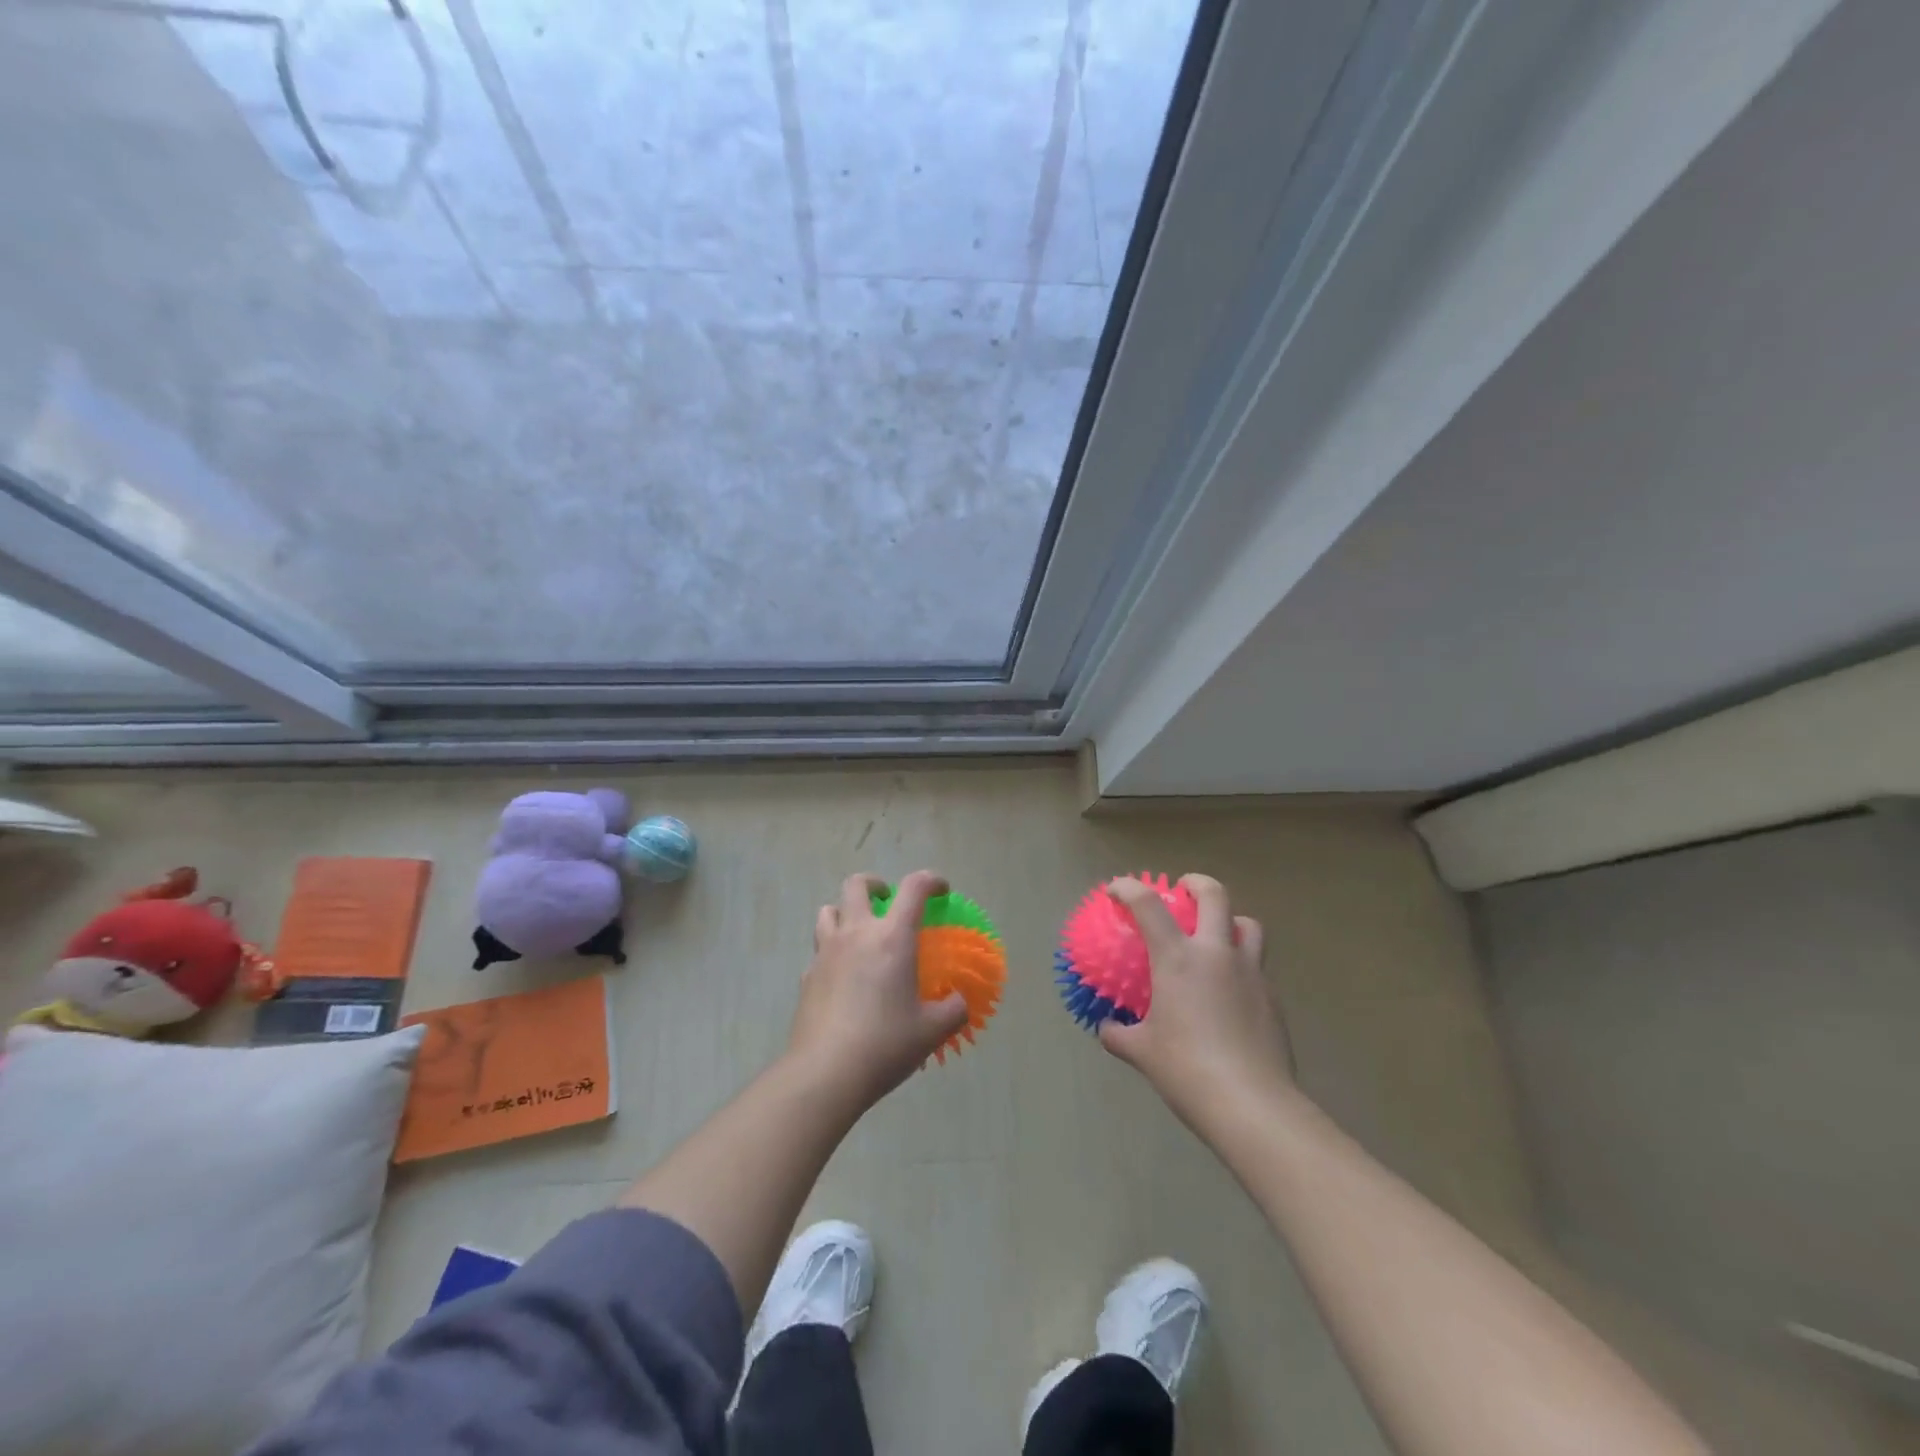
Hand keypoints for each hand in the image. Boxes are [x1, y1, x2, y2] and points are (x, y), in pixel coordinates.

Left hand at [786, 870, 969, 1110]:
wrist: (825, 1073)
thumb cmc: (885, 1044)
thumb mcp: (931, 1031)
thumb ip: (953, 1010)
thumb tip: (959, 1002)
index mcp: (892, 938)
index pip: (914, 888)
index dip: (931, 881)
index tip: (941, 891)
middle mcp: (856, 934)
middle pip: (857, 885)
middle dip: (875, 884)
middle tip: (888, 901)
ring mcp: (826, 953)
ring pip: (828, 910)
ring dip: (846, 912)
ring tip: (861, 932)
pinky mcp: (807, 976)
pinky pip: (819, 950)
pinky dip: (832, 951)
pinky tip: (843, 976)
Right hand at [1097, 874, 1294, 1132]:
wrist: (1251, 1103)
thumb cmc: (1186, 1069)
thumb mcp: (1142, 1052)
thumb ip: (1120, 1034)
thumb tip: (1106, 1028)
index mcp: (1178, 958)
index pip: (1148, 905)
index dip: (1128, 888)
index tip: (1116, 889)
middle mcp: (1216, 953)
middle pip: (1215, 895)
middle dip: (1197, 884)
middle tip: (1184, 890)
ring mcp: (1251, 973)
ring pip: (1249, 925)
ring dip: (1231, 920)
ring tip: (1217, 936)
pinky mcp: (1273, 998)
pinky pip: (1258, 967)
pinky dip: (1242, 966)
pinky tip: (1231, 992)